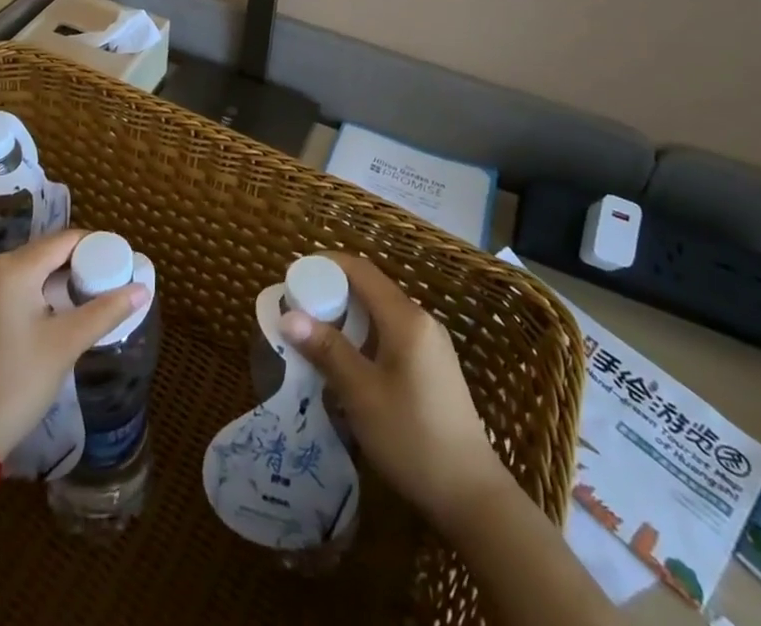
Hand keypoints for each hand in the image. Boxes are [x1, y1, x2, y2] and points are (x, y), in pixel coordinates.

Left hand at [0, 229, 147, 456]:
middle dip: (76, 264)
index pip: (63, 241)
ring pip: (26, 268)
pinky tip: (53, 309)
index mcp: (10, 268)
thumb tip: (142, 289)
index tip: (119, 262)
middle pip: (44, 252)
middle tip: (107, 282)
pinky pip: (9, 283)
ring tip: (86, 296)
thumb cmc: (16, 385)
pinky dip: (33, 290)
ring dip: (54, 278)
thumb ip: (105, 311)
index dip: (95, 247)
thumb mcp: (65, 345)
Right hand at [279, 253, 510, 530]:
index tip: (294, 276)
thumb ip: (327, 350)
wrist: (473, 496)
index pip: (360, 270)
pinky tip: (348, 364)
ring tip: (315, 337)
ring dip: (347, 317)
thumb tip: (288, 315)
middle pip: (370, 289)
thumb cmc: (412, 438)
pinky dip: (365, 337)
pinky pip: (392, 334)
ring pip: (380, 314)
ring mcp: (431, 344)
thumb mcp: (362, 395)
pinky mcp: (433, 366)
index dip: (325, 266)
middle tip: (298, 311)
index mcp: (406, 318)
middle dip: (332, 293)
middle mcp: (421, 320)